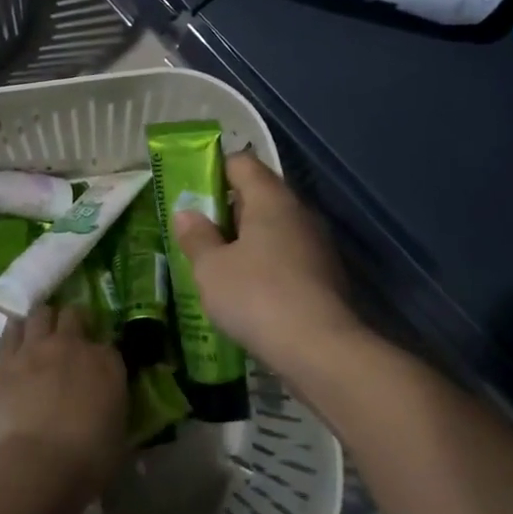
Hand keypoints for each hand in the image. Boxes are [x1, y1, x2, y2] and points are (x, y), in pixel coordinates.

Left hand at [0, 305, 127, 504]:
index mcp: (107, 362)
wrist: (38, 465)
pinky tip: (15, 340)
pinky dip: (15, 332)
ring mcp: (37, 348)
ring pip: (40, 313)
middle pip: (73, 315)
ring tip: (40, 334)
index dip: (101, 353)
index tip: (97, 365)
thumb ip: (113, 407)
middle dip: (72, 322)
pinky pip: (10, 331)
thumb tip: (107, 405)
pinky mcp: (6, 359)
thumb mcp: (118, 435)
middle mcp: (73, 344)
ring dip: (42, 320)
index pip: (108, 344)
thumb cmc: (87, 460)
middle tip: (68, 338)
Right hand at [172, 153, 365, 384]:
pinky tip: (248, 292)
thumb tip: (186, 213)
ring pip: (274, 228)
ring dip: (247, 241)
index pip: (241, 162)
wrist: (323, 351)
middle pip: (258, 194)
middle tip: (198, 233)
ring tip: (218, 266)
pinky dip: (267, 264)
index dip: (214, 171)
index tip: (191, 194)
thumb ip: (196, 237)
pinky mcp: (326, 274)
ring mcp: (317, 243)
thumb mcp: (211, 269)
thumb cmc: (258, 297)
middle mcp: (298, 211)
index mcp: (271, 198)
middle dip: (227, 210)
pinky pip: (287, 255)